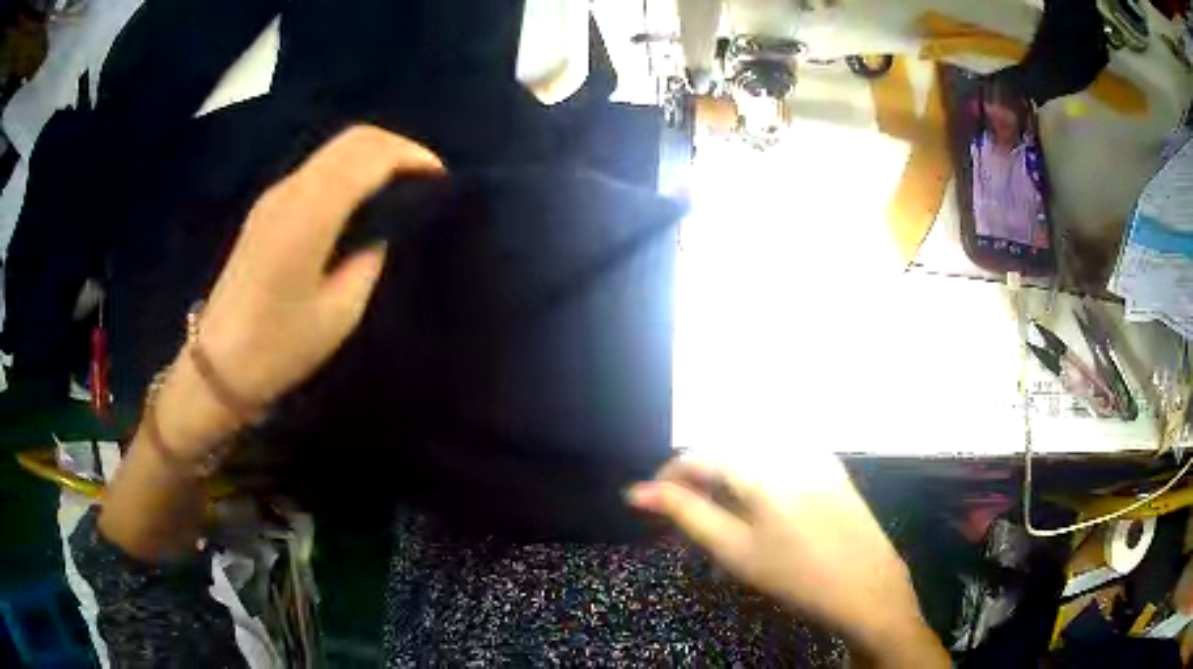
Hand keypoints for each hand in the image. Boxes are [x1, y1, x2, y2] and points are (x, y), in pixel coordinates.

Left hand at [156, 126, 444, 453]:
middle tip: (426, 178)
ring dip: (373, 156)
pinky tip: (363, 198)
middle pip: (352, 140)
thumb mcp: (339, 313)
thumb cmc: (279, 347)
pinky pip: (318, 169)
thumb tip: (380, 232)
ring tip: (401, 187)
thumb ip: (368, 260)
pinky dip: (350, 169)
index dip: (410, 156)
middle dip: (396, 147)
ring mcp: (274, 196)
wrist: (218, 364)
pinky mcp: (267, 208)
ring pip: (334, 150)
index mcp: (308, 215)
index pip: (367, 156)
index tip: (441, 179)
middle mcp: (290, 191)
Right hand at [627, 452, 947, 665]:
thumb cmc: (796, 575)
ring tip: (720, 510)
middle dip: (699, 475)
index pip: (699, 455)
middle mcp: (789, 447)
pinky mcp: (832, 465)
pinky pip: (783, 456)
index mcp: (762, 466)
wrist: (867, 587)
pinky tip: (761, 505)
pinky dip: (759, 473)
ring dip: (728, 473)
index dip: (668, 476)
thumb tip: (637, 492)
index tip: (652, 502)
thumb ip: (685, 513)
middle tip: (686, 512)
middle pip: (727, 448)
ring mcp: (816, 453)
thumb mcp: (734, 550)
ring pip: (755, 451)